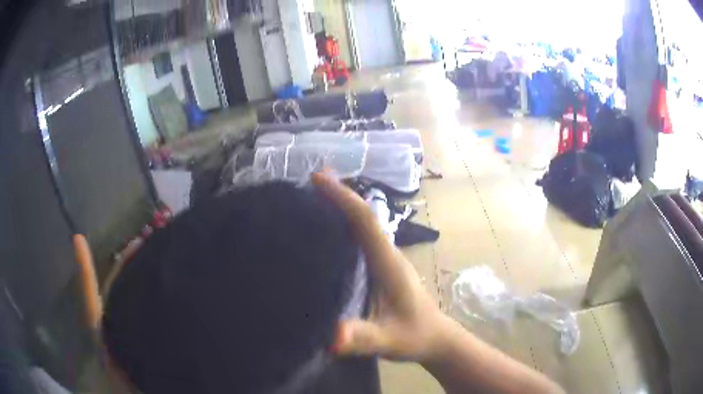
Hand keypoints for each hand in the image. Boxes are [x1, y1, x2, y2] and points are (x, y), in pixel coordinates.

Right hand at [312, 172, 447, 362]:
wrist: (435, 338)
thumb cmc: (414, 335)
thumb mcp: (387, 339)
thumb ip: (363, 338)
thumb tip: (332, 337)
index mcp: (388, 262)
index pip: (365, 220)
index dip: (342, 197)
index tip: (317, 178)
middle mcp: (387, 254)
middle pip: (361, 216)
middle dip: (337, 196)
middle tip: (307, 183)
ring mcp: (385, 260)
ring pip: (361, 226)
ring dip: (339, 208)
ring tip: (308, 200)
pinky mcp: (381, 269)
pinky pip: (359, 239)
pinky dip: (342, 226)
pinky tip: (324, 233)